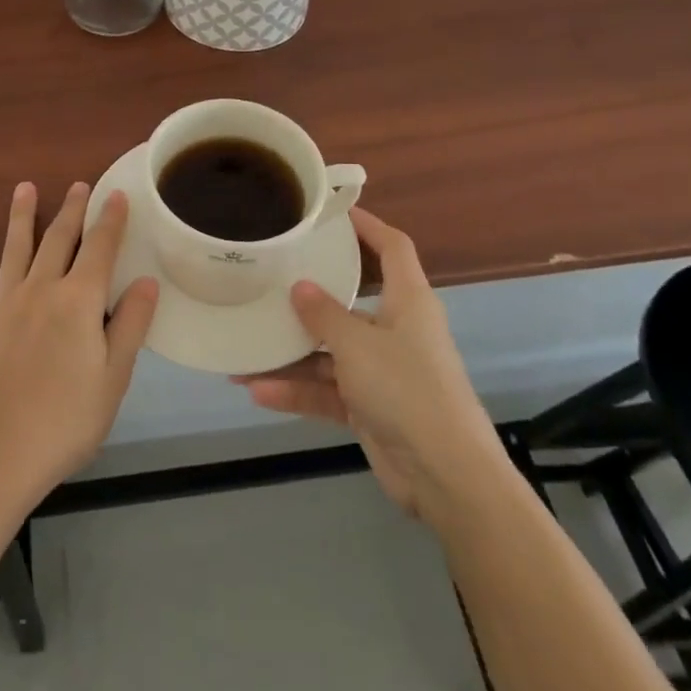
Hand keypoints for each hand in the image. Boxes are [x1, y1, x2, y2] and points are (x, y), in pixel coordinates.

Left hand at [0, 183, 159, 510]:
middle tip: (78, 185)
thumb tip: (145, 281)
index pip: (100, 249)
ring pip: (15, 249)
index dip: (111, 221)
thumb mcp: (114, 377)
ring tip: (24, 188)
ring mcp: (3, 305)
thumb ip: (130, 325)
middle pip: (58, 240)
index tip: (117, 195)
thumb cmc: (67, 420)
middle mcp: (41, 290)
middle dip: (72, 210)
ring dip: (21, 216)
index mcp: (78, 301)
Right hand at [234, 208, 509, 522]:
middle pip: (350, 301)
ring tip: (244, 350)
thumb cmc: (407, 390)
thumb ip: (324, 315)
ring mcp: (383, 371)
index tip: (332, 212)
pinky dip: (297, 391)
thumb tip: (299, 287)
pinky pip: (327, 390)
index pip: (393, 248)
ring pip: (330, 351)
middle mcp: (396, 330)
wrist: (446, 477)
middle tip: (270, 277)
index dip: (368, 225)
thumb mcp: (358, 344)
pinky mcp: (371, 407)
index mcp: (408, 302)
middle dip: (310, 296)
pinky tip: (257, 391)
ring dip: (291, 355)